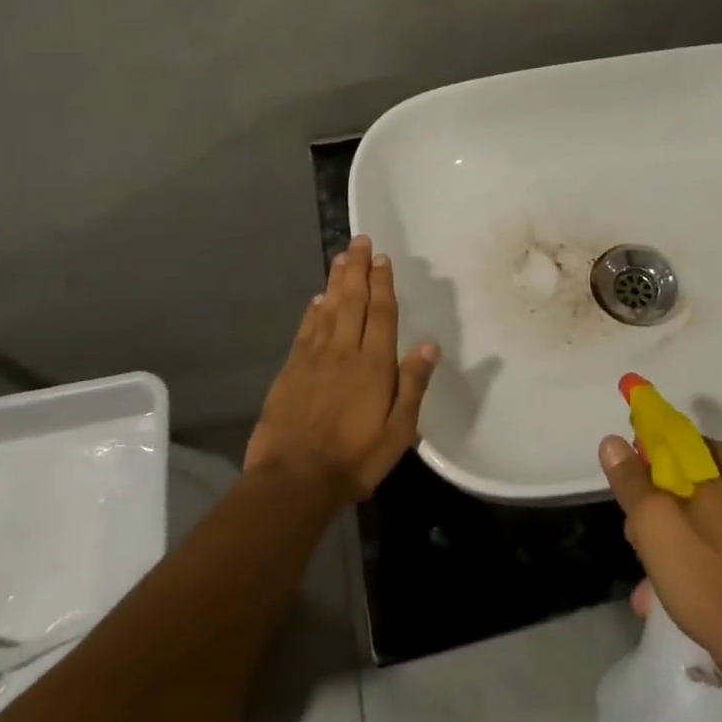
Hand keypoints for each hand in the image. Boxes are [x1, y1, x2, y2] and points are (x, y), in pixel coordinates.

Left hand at [247, 236, 440, 502]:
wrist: (294, 480)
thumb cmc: (355, 459)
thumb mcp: (398, 431)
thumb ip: (413, 385)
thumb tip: (430, 345)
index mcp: (374, 364)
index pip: (382, 313)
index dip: (383, 284)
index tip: (383, 258)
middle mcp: (344, 351)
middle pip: (353, 301)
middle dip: (358, 269)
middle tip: (360, 241)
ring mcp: (314, 358)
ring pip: (328, 309)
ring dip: (336, 281)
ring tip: (341, 257)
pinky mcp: (291, 370)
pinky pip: (305, 330)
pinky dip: (313, 311)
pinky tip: (317, 300)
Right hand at [600, 434, 721, 660]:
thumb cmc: (707, 576)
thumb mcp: (654, 524)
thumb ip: (632, 481)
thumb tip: (612, 441)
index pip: (689, 446)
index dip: (658, 465)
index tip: (640, 496)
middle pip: (707, 485)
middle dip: (672, 509)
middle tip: (647, 544)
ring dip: (695, 539)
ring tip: (668, 578)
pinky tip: (707, 591)